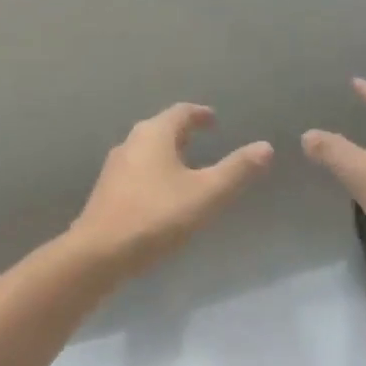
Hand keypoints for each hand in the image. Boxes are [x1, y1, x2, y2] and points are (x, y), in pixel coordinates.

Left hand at [68, 104, 273, 280]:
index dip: (200, 114)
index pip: (181, 112)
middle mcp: (130, 143)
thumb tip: (265, 147)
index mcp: (154, 134)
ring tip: (186, 169)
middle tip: (203, 141)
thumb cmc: (157, 216)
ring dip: (167, 155)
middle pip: (160, 129)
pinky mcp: (106, 192)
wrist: (99, 253)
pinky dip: (154, 174)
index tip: (214, 120)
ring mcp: (114, 168)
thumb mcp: (207, 194)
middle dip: (182, 134)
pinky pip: (136, 173)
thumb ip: (237, 170)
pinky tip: (162, 195)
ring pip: (146, 152)